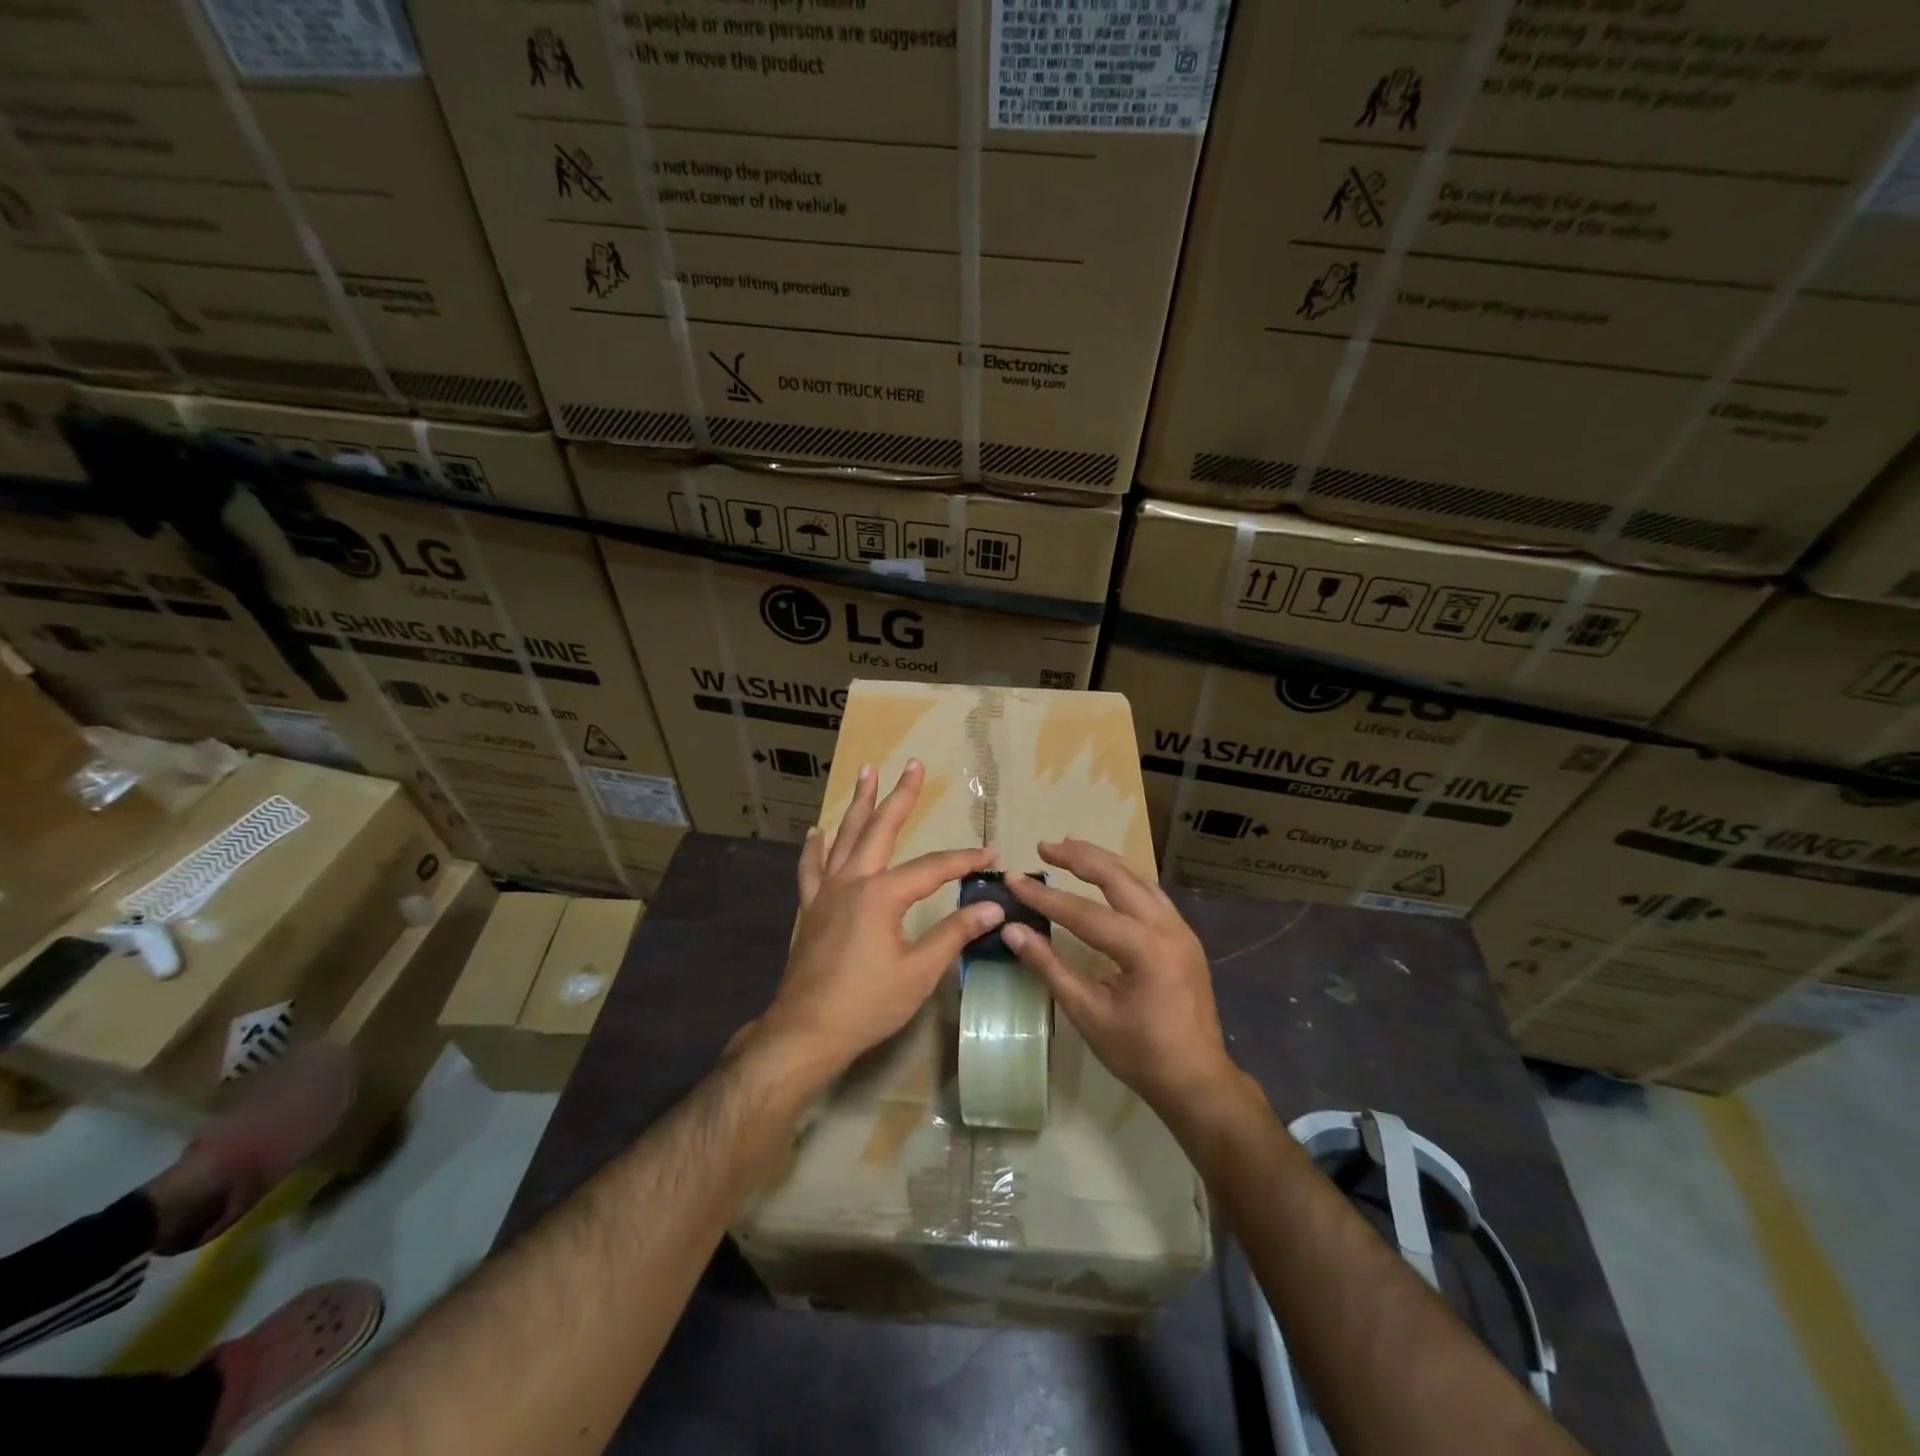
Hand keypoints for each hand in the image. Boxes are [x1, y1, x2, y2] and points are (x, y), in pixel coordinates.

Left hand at [754, 760, 1003, 1084]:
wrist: (806, 1032)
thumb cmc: (867, 1005)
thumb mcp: (919, 973)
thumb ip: (954, 934)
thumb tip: (993, 907)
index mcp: (882, 896)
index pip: (933, 868)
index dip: (964, 860)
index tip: (991, 854)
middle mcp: (853, 882)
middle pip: (881, 829)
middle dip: (901, 796)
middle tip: (913, 765)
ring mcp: (826, 892)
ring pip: (845, 837)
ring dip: (859, 804)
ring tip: (866, 771)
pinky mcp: (811, 908)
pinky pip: (811, 869)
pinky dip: (815, 848)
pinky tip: (817, 831)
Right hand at [1002, 838, 1238, 1115]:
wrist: (1197, 1080)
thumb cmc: (1139, 1053)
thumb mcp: (1087, 1012)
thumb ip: (1049, 966)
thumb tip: (1012, 930)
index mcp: (1145, 949)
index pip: (1084, 912)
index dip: (1044, 896)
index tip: (1014, 880)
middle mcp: (1167, 928)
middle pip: (1117, 877)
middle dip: (1078, 857)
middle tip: (1044, 846)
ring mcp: (1181, 928)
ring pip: (1138, 878)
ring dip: (1102, 861)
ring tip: (1070, 847)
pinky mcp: (1184, 935)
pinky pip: (1150, 893)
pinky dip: (1123, 877)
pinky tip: (1106, 875)